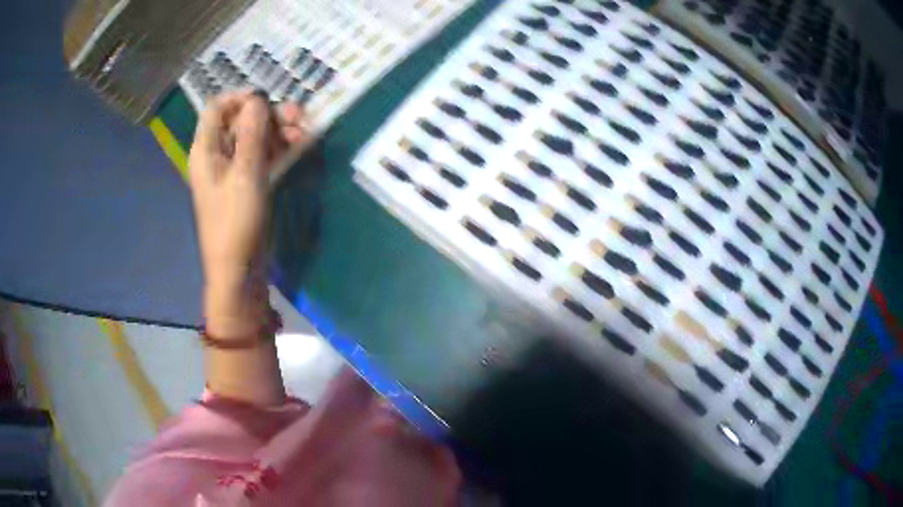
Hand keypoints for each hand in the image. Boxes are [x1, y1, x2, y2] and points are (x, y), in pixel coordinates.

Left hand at [188, 89, 308, 335]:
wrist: (240, 270)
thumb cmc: (236, 222)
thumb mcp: (245, 174)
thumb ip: (251, 133)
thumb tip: (257, 99)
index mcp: (206, 149)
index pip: (217, 107)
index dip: (241, 98)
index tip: (268, 101)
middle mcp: (217, 154)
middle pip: (241, 120)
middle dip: (269, 114)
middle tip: (298, 118)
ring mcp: (233, 169)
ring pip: (255, 136)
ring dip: (278, 130)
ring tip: (304, 134)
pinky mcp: (247, 182)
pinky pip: (262, 154)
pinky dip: (279, 148)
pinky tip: (299, 146)